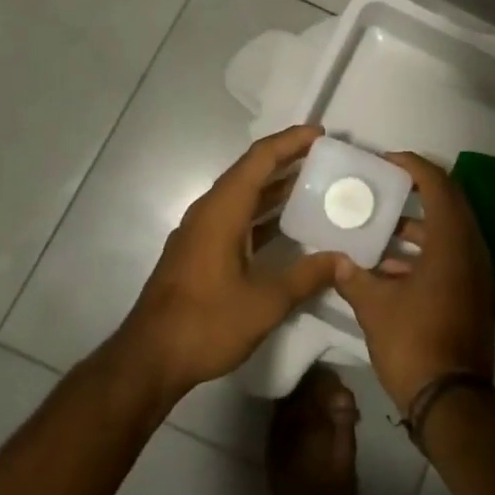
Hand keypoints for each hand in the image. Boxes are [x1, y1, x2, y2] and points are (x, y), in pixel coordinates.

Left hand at [119, 126, 345, 401]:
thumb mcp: (266, 302)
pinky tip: (287, 226)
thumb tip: (345, 259)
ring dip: (276, 187)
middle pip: (251, 171)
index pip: (260, 159)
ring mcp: (201, 232)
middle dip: (287, 159)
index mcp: (222, 210)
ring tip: (314, 183)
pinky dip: (263, 213)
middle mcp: (209, 211)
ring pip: (243, 195)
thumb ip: (308, 276)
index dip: (291, 141)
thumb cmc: (206, 323)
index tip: (322, 133)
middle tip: (325, 157)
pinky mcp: (200, 251)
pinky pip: (237, 216)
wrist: (148, 361)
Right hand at [335, 152, 494, 413]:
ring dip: (418, 225)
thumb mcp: (375, 308)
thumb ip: (354, 276)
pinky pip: (451, 256)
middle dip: (417, 190)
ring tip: (380, 226)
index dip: (413, 166)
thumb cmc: (414, 343)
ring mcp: (477, 273)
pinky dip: (425, 252)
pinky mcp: (474, 294)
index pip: (438, 184)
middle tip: (384, 186)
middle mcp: (471, 249)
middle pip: (448, 203)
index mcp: (452, 242)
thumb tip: (336, 260)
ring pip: (449, 232)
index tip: (386, 161)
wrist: (453, 401)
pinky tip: (389, 268)